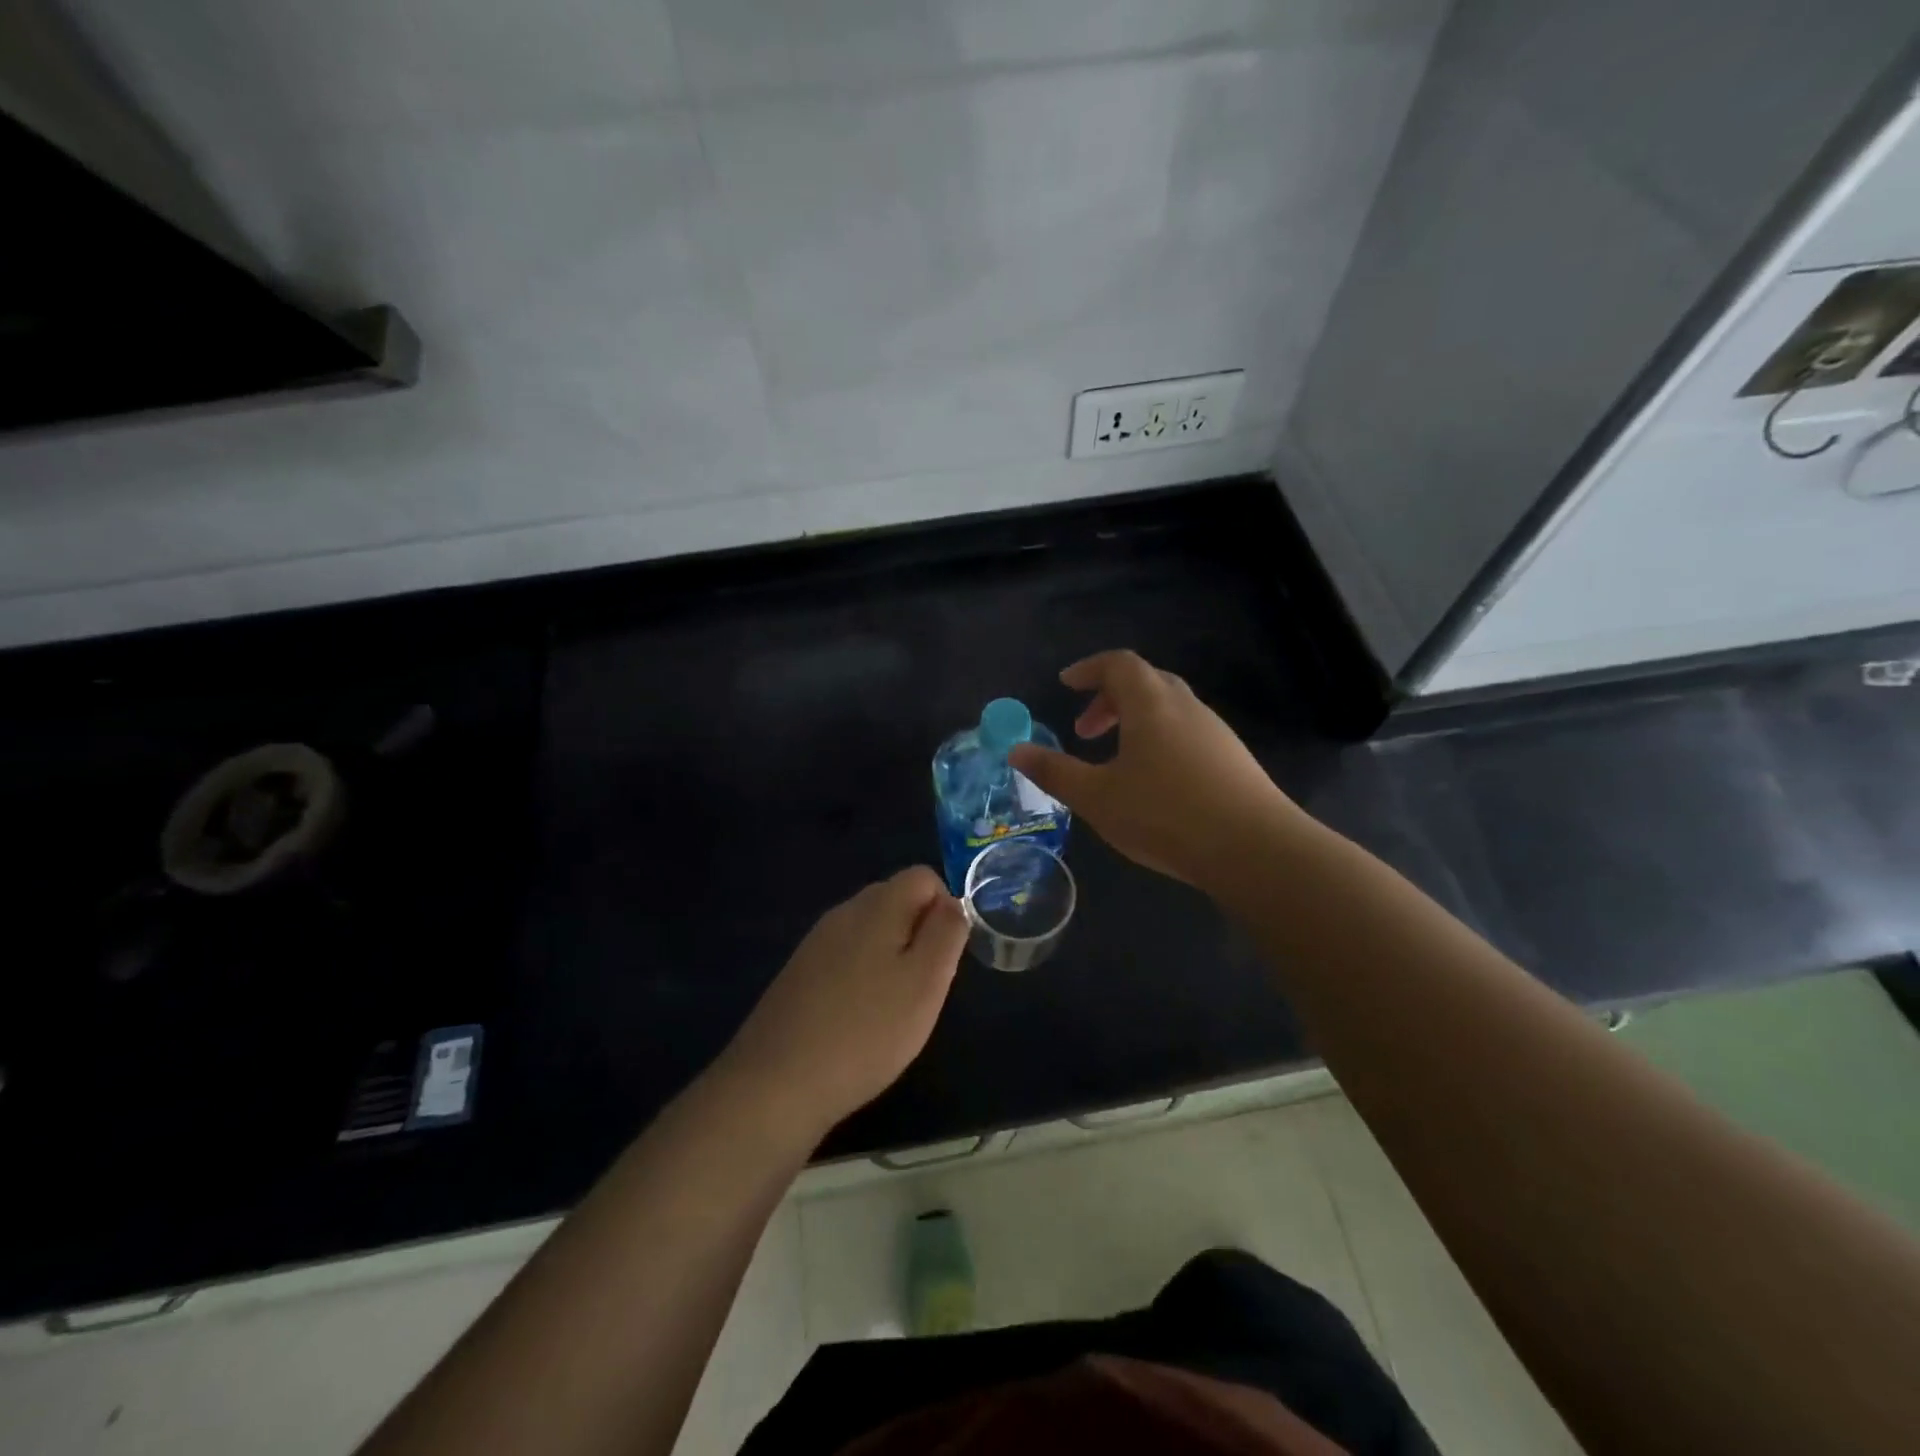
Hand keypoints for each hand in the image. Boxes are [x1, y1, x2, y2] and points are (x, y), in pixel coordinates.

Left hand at [718, 867, 968, 1144]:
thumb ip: (946, 933)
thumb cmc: (866, 1031)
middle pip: (895, 899)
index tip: (944, 958)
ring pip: (870, 930)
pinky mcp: (799, 972)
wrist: (776, 1081)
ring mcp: (816, 941)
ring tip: (893, 1009)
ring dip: (891, 957)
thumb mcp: (926, 982)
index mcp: (877, 906)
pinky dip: (863, 976)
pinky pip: (845, 956)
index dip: (946, 908)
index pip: (924, 876)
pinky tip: (858, 1020)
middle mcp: (844, 912)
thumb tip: (952, 903)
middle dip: (919, 933)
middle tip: (923, 986)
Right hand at [1009, 650, 1302, 888]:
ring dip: (1136, 722)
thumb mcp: (1096, 797)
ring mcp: (1215, 732)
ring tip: (1115, 760)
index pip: (1118, 664)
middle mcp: (1186, 707)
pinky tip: (1154, 783)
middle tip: (1085, 730)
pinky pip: (1187, 733)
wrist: (1255, 849)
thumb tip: (1016, 751)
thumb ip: (1054, 772)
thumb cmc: (1164, 815)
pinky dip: (1160, 741)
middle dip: (1110, 698)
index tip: (1065, 685)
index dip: (1088, 669)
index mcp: (1151, 704)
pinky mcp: (1233, 760)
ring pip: (1169, 709)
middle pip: (1145, 682)